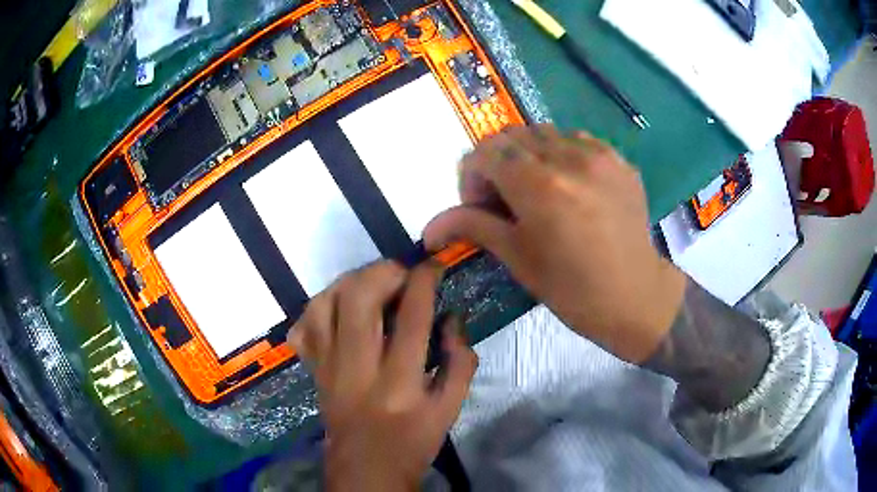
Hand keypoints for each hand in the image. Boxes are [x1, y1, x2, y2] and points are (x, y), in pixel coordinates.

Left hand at [287, 261, 477, 490]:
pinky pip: (303, 326)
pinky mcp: (313, 371)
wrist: (365, 471)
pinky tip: (339, 308)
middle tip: (399, 275)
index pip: (412, 317)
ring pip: (323, 305)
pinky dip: (318, 306)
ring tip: (370, 285)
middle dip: (381, 272)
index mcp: (401, 383)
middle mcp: (359, 369)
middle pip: (357, 299)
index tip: (433, 266)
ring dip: (348, 283)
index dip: (424, 280)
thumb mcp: (450, 410)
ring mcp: (328, 368)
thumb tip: (452, 317)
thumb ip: (460, 362)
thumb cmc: (413, 443)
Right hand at [424, 124, 685, 362]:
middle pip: (512, 136)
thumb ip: (473, 227)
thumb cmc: (572, 289)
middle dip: (497, 162)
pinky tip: (570, 185)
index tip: (479, 203)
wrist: (635, 296)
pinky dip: (561, 154)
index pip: (486, 152)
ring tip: (538, 190)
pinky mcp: (620, 161)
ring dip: (529, 155)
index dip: (472, 174)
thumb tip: (429, 228)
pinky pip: (578, 140)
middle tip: (505, 198)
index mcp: (539, 186)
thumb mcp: (518, 258)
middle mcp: (569, 158)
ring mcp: (600, 156)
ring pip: (545, 133)